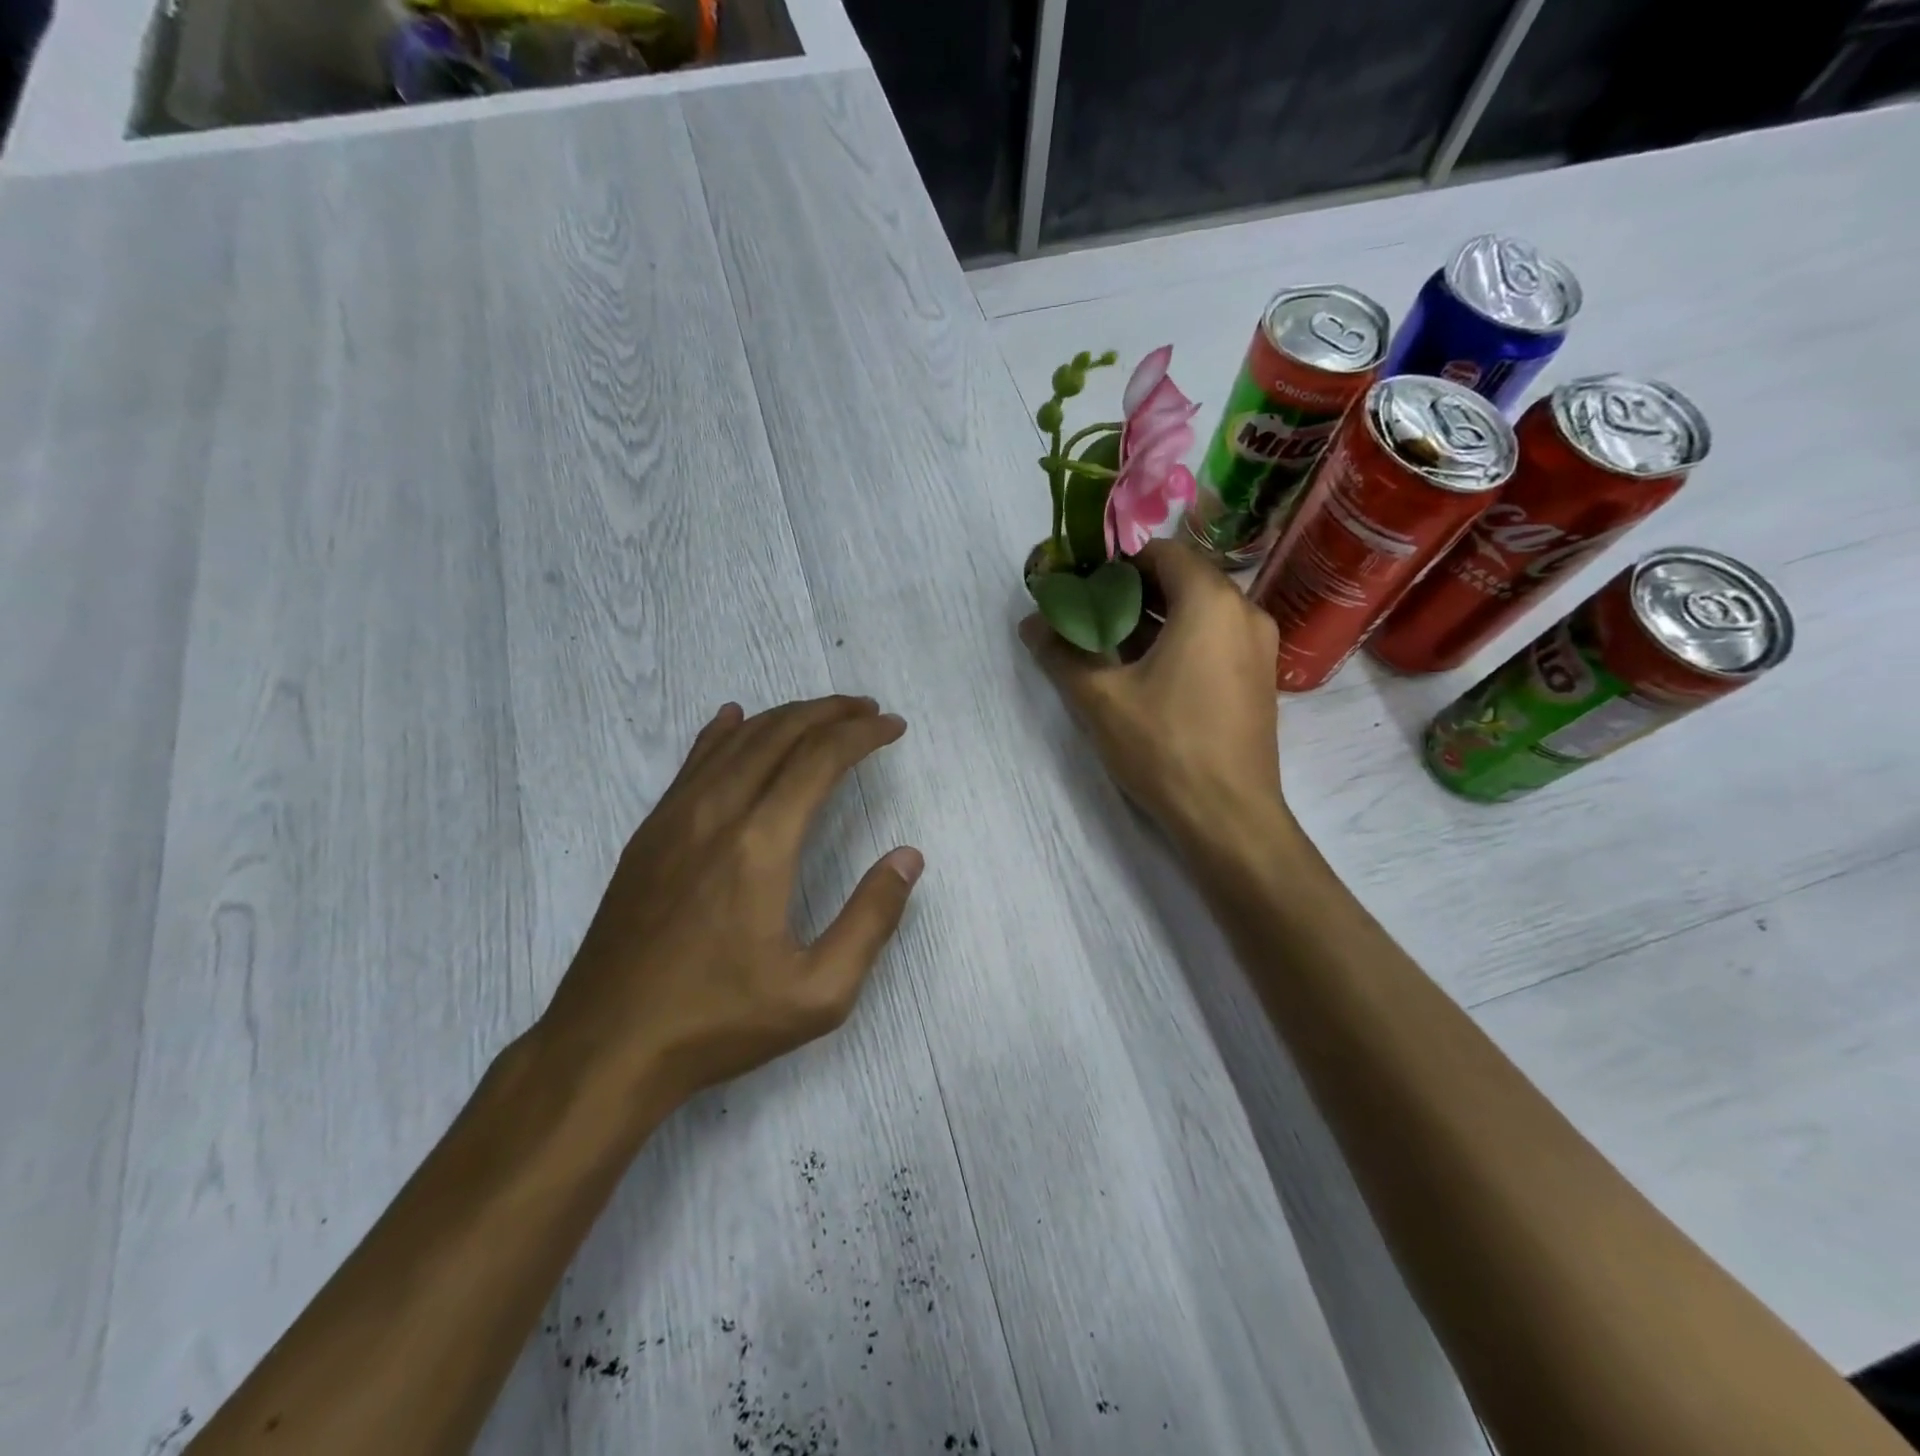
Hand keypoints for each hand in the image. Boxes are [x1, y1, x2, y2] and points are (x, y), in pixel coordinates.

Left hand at [539, 696, 922, 1115]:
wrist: (605, 1048)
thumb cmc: (719, 1022)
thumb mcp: (819, 992)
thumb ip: (871, 918)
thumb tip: (908, 857)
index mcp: (761, 844)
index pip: (820, 759)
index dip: (862, 734)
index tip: (893, 727)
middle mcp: (716, 813)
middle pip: (779, 734)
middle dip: (829, 713)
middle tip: (868, 710)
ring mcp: (674, 819)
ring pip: (735, 741)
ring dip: (784, 717)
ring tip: (822, 714)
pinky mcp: (648, 834)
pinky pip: (691, 763)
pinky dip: (722, 733)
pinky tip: (733, 717)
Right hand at [1020, 538, 1285, 846]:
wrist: (1229, 816)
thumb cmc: (1165, 747)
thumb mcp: (1100, 699)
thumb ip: (1062, 653)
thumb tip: (1030, 624)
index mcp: (1210, 602)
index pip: (1162, 552)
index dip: (1117, 561)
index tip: (1082, 581)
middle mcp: (1245, 612)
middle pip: (1182, 579)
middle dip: (1132, 590)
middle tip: (1088, 612)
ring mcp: (1259, 647)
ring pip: (1200, 611)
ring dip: (1155, 618)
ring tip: (1109, 642)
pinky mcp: (1259, 678)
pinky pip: (1215, 639)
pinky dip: (1180, 641)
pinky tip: (1145, 672)